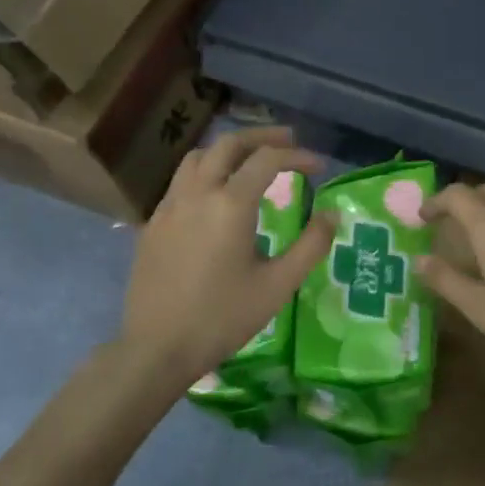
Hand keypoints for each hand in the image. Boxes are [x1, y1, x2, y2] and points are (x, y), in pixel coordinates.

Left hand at [119, 127, 333, 385]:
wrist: (157, 348)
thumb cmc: (223, 318)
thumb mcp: (278, 286)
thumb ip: (310, 246)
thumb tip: (332, 214)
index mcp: (230, 204)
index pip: (267, 160)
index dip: (297, 157)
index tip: (318, 167)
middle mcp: (197, 193)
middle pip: (228, 144)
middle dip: (261, 137)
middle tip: (287, 142)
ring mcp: (169, 206)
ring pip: (198, 157)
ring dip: (228, 150)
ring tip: (250, 160)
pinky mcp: (153, 223)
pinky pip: (181, 181)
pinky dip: (205, 172)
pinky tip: (215, 195)